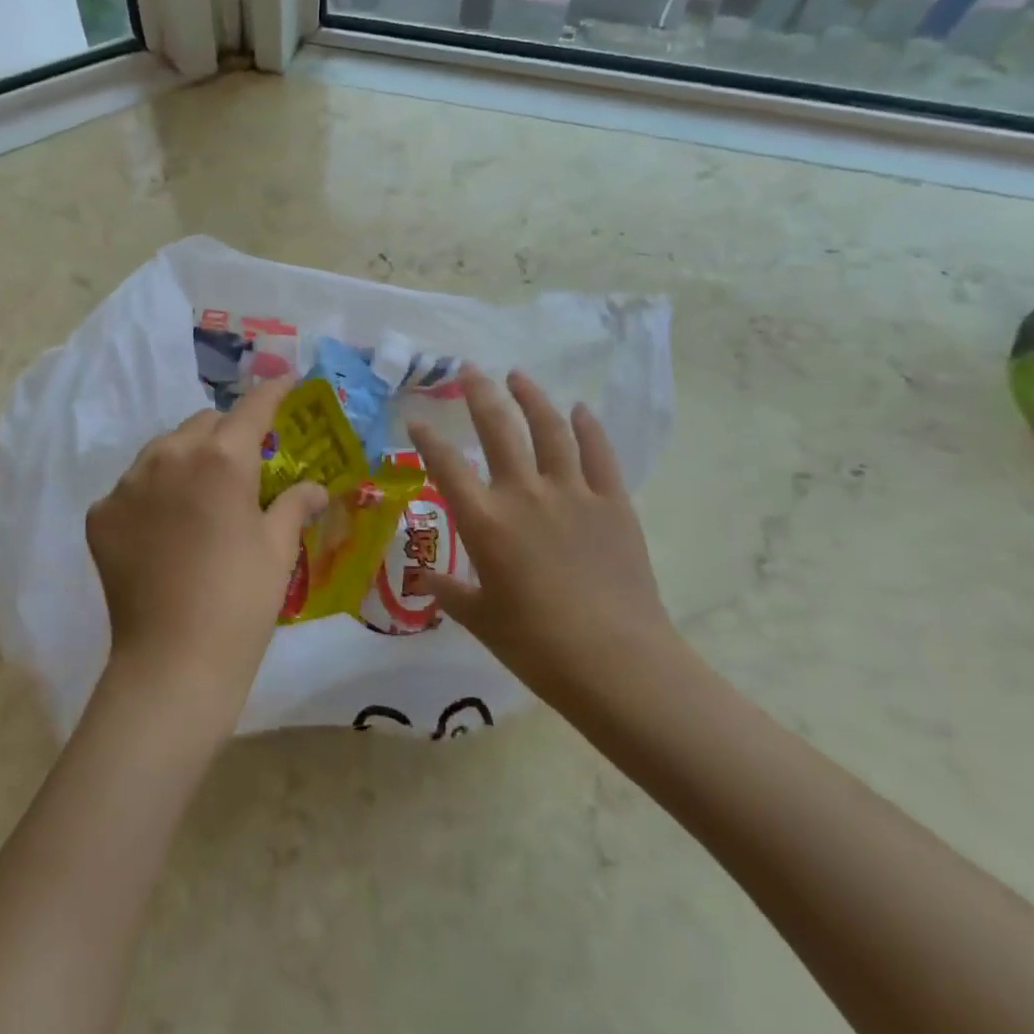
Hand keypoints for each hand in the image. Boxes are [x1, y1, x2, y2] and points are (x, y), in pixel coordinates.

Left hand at [86, 377, 328, 727]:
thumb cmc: (241, 600)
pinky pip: (133, 485)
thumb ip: (295, 504)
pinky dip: (152, 494)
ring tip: (199, 494)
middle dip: (227, 433)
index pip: (252, 407)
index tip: (286, 383)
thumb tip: (317, 488)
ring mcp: (129, 483)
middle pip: (204, 423)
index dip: (273, 391)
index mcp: (222, 457)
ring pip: (163, 449)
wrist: (173, 661)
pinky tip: (163, 529)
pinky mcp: (101, 513)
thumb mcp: (278, 549)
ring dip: (186, 458)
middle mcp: (171, 455)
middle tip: (243, 464)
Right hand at [408, 368, 678, 701]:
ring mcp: (572, 493)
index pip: (446, 465)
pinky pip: (598, 454)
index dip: (427, 437)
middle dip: (480, 394)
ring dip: (532, 398)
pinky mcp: (612, 503)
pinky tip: (579, 409)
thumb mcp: (481, 619)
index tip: (416, 417)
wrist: (617, 663)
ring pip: (549, 429)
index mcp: (484, 521)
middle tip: (469, 370)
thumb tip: (424, 579)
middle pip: (498, 428)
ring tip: (518, 376)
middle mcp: (523, 494)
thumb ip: (450, 592)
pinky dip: (588, 427)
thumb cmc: (537, 646)